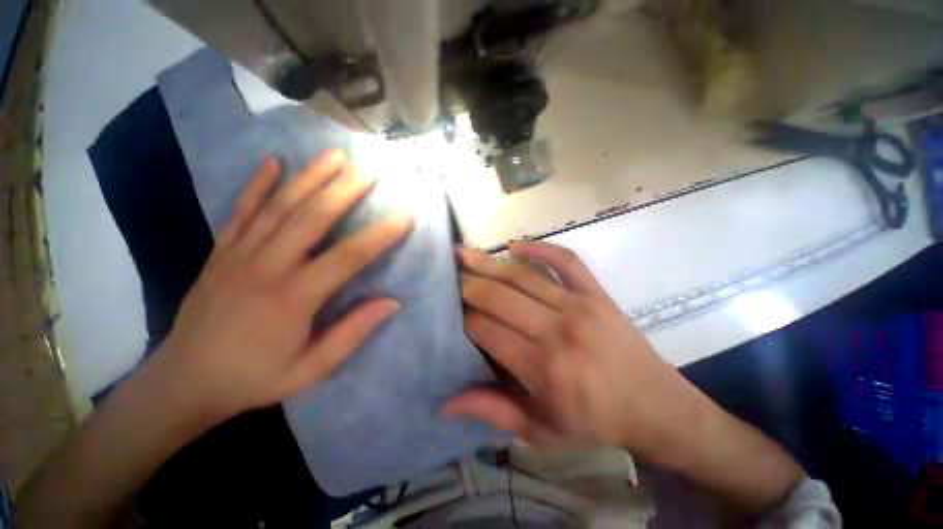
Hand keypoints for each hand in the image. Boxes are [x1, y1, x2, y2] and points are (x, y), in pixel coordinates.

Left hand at [157, 150, 412, 421]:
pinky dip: (257, 184)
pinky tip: (273, 162)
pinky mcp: (221, 252)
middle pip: (312, 217)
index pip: (349, 257)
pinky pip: (241, 211)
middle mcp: (268, 267)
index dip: (381, 235)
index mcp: (294, 297)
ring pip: (280, 206)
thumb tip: (391, 302)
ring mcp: (239, 255)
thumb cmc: (254, 379)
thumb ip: (352, 334)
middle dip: (345, 189)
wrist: (183, 382)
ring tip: (335, 155)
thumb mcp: (311, 370)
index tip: (405, 216)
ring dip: (310, 177)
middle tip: (370, 168)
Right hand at [447, 242, 713, 460]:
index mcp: (542, 368)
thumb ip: (493, 412)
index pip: (486, 330)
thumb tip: (446, 403)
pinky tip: (515, 245)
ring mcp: (579, 306)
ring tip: (465, 253)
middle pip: (499, 297)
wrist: (657, 407)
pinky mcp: (596, 294)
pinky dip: (540, 247)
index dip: (463, 319)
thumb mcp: (541, 431)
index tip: (451, 314)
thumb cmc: (596, 423)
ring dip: (489, 263)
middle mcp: (557, 330)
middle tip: (449, 276)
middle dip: (468, 285)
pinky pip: (566, 261)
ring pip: (523, 276)